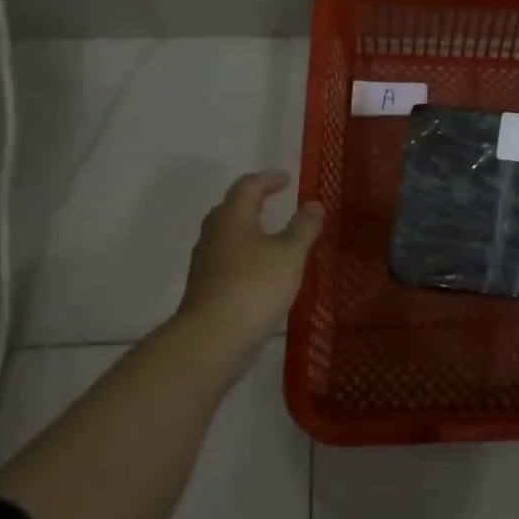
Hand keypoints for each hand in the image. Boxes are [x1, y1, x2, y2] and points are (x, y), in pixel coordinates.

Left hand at [177, 170, 323, 350]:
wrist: (212, 339)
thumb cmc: (254, 287)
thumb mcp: (289, 254)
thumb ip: (303, 227)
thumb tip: (313, 203)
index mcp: (232, 218)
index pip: (248, 186)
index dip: (268, 179)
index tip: (287, 179)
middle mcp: (213, 235)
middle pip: (230, 208)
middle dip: (252, 201)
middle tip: (274, 201)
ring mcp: (205, 263)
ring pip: (226, 235)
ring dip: (247, 229)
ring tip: (271, 235)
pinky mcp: (205, 288)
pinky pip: (226, 259)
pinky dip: (244, 254)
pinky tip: (260, 269)